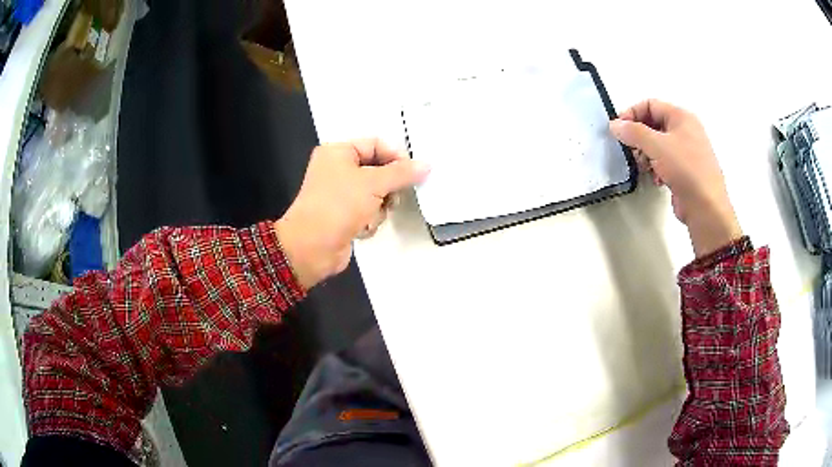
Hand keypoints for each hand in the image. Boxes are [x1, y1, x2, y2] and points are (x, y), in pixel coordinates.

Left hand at [274, 139, 428, 288]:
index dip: (395, 157)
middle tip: (393, 198)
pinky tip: (362, 228)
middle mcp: (337, 169)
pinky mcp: (343, 215)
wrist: (312, 247)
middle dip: (388, 188)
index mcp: (338, 152)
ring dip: (379, 207)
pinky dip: (369, 220)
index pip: (376, 144)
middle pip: (378, 170)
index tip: (413, 173)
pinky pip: (367, 211)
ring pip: (376, 194)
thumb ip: (402, 173)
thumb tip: (426, 165)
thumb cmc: (339, 206)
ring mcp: (340, 193)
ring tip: (373, 216)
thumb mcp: (373, 184)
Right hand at [609, 99, 741, 256]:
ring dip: (646, 153)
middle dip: (639, 137)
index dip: (632, 114)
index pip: (650, 105)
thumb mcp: (657, 146)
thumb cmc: (685, 170)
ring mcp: (688, 151)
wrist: (707, 208)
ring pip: (658, 144)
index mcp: (681, 117)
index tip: (618, 130)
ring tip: (643, 166)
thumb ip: (633, 132)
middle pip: (654, 124)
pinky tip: (655, 178)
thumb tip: (614, 125)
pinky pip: (666, 161)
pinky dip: (656, 167)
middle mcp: (686, 130)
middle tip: (629, 150)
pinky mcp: (687, 170)